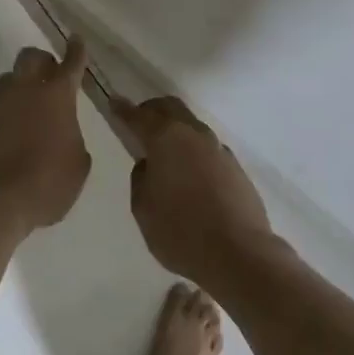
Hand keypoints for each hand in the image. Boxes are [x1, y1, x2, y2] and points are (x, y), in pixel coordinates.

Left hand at [0, 39, 92, 235]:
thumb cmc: (46, 185)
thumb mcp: (77, 166)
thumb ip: (73, 142)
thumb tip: (64, 138)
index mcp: (56, 97)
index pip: (70, 64)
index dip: (75, 51)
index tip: (75, 39)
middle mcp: (23, 92)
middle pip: (30, 57)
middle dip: (41, 61)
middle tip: (48, 76)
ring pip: (6, 82)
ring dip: (17, 89)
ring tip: (23, 111)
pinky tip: (0, 140)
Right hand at [120, 95, 276, 287]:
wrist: (239, 253)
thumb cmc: (181, 231)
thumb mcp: (143, 209)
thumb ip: (141, 178)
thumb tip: (149, 164)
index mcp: (166, 138)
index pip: (139, 116)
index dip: (123, 109)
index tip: (114, 101)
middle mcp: (194, 134)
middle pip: (170, 108)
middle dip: (152, 110)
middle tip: (139, 121)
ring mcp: (218, 148)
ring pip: (191, 126)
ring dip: (175, 130)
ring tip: (165, 151)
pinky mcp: (235, 166)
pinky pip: (207, 148)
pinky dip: (193, 150)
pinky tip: (190, 174)